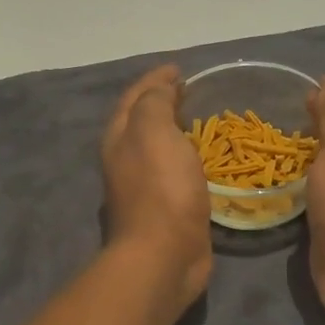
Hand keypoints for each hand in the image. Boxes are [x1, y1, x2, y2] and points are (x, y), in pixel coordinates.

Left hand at [101, 65, 212, 318]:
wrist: (163, 255)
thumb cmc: (160, 188)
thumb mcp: (154, 131)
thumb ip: (155, 103)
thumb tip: (161, 87)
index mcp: (119, 138)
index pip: (135, 97)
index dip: (155, 79)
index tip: (180, 69)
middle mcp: (125, 160)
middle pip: (141, 121)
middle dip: (162, 103)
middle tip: (191, 92)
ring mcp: (143, 187)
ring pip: (158, 148)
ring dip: (175, 131)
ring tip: (201, 121)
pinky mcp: (165, 210)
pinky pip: (175, 172)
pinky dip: (187, 158)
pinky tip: (205, 160)